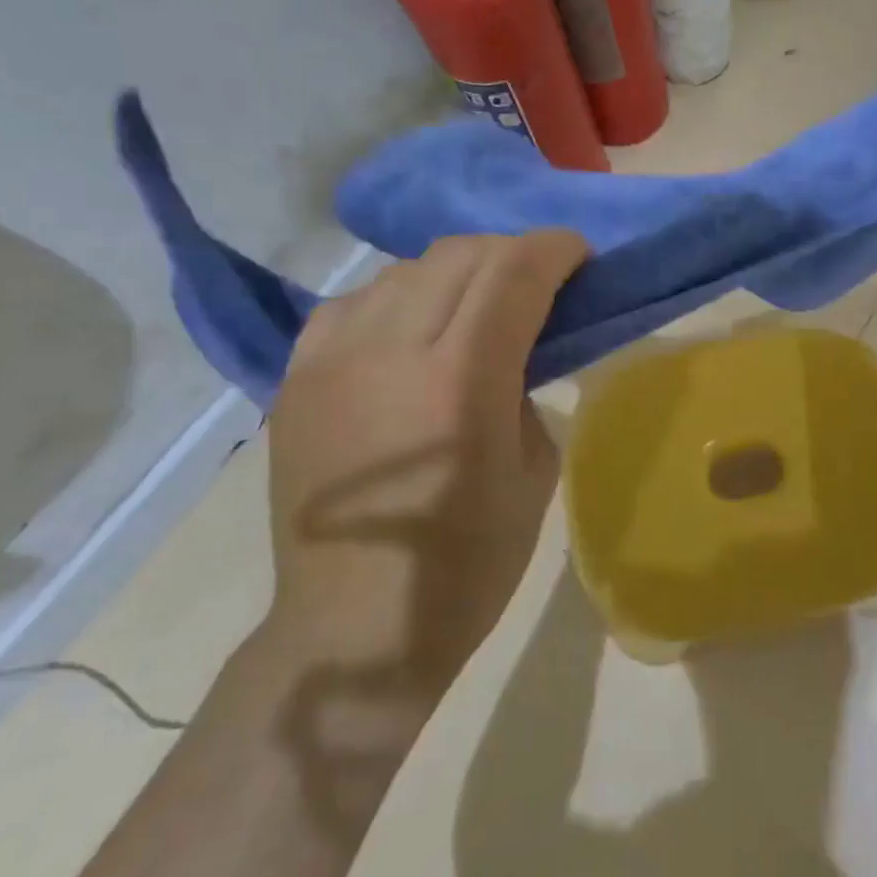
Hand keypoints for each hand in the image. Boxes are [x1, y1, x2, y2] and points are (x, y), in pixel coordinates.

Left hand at [264, 230, 587, 692]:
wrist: (354, 626)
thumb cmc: (470, 561)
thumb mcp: (536, 469)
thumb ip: (526, 385)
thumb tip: (516, 343)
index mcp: (461, 381)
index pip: (513, 273)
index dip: (555, 250)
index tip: (580, 256)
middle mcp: (389, 351)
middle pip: (459, 254)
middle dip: (512, 252)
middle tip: (538, 281)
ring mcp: (331, 359)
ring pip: (404, 269)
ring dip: (456, 273)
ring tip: (475, 306)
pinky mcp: (296, 376)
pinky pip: (353, 302)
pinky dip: (398, 298)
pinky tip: (412, 330)